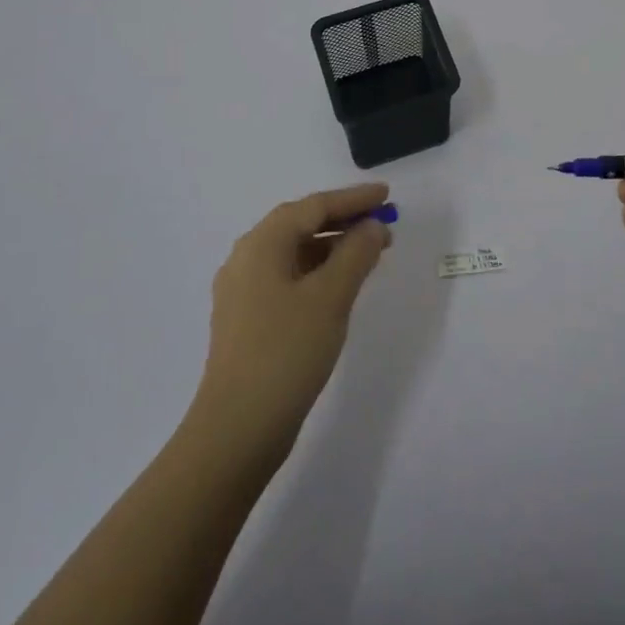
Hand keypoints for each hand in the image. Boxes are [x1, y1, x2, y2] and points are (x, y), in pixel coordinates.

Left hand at [189, 183, 392, 471]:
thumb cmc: (287, 352)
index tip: (386, 195)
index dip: (353, 199)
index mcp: (261, 244)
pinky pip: (288, 277)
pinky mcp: (247, 319)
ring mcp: (243, 291)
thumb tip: (372, 227)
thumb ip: (356, 253)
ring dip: (332, 247)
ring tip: (370, 255)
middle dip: (343, 221)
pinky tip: (340, 286)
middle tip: (383, 225)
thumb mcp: (331, 297)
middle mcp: (246, 258)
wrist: (237, 429)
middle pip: (300, 225)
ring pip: (294, 253)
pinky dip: (317, 272)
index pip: (313, 206)